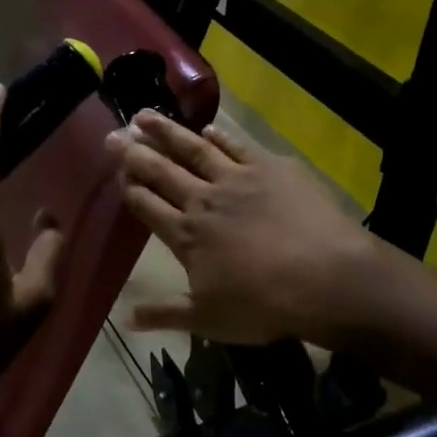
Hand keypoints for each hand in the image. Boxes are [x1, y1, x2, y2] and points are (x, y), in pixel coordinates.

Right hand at [106, 112, 379, 346]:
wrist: (324, 278)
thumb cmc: (262, 305)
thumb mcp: (207, 319)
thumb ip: (164, 314)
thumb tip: (125, 320)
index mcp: (186, 236)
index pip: (147, 206)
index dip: (129, 189)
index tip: (115, 172)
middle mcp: (204, 201)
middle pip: (162, 171)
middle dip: (134, 153)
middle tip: (113, 134)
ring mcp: (237, 179)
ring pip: (194, 149)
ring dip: (168, 131)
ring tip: (145, 115)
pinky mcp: (271, 167)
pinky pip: (237, 145)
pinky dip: (220, 135)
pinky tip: (207, 127)